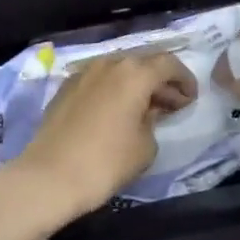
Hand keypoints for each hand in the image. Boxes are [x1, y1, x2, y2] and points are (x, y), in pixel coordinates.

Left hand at [13, 51, 196, 220]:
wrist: (48, 176)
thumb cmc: (105, 162)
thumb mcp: (145, 146)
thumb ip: (154, 121)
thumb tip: (147, 113)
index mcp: (134, 73)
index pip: (168, 64)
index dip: (185, 79)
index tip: (191, 98)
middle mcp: (109, 63)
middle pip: (143, 62)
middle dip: (161, 80)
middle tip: (173, 103)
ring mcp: (84, 72)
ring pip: (119, 69)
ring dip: (137, 84)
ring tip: (146, 108)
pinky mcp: (66, 86)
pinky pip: (100, 80)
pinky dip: (114, 89)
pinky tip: (117, 111)